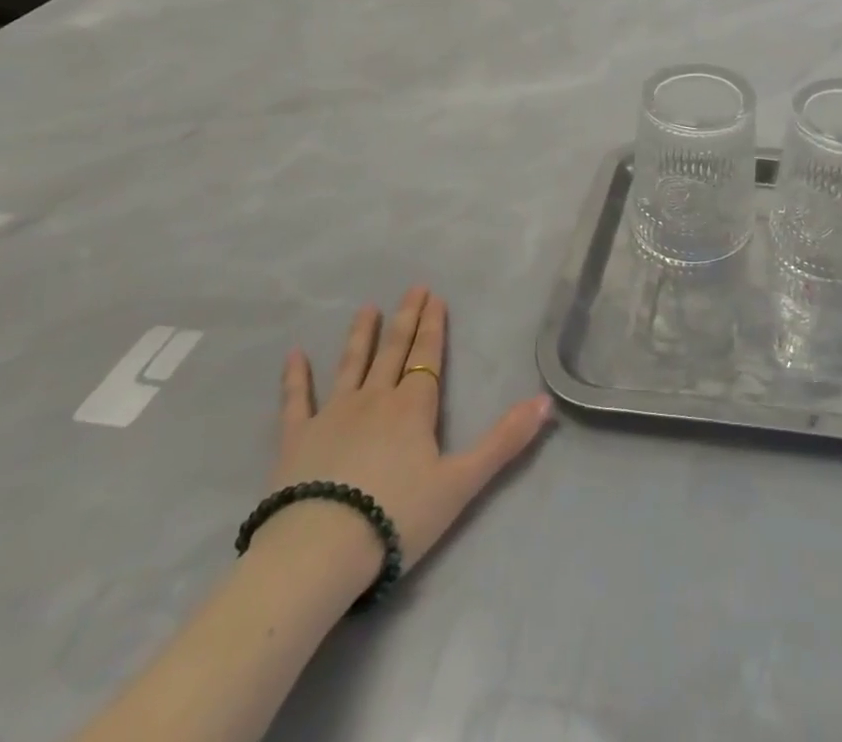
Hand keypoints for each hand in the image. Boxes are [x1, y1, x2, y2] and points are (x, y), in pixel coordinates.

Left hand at [257, 288, 553, 593]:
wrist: (317, 553)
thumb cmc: (396, 517)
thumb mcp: (461, 483)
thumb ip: (504, 441)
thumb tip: (546, 402)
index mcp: (413, 407)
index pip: (427, 356)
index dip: (433, 326)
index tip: (435, 296)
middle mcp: (375, 399)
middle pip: (394, 351)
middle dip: (406, 318)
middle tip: (412, 288)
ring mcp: (332, 415)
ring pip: (352, 365)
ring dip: (362, 335)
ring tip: (368, 308)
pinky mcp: (296, 439)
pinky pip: (296, 400)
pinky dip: (296, 377)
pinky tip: (294, 355)